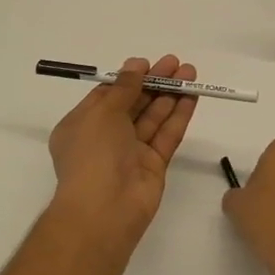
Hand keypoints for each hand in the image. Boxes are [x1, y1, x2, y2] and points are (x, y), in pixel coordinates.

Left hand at [47, 56, 199, 248]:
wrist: (104, 209)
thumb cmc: (93, 154)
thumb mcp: (102, 112)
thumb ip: (123, 87)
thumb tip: (136, 65)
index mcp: (82, 125)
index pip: (107, 96)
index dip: (128, 79)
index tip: (147, 64)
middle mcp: (105, 138)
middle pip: (133, 104)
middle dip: (154, 83)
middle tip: (177, 64)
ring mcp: (131, 153)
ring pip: (153, 118)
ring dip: (171, 95)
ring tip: (191, 73)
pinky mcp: (153, 166)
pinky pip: (166, 136)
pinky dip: (178, 116)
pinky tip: (191, 97)